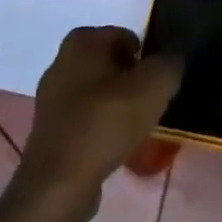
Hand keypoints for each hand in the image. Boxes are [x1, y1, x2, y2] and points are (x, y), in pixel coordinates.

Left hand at [14, 27, 182, 221]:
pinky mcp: (50, 129)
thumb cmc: (106, 121)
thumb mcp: (154, 85)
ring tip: (137, 130)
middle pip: (112, 65)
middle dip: (133, 82)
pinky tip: (116, 147)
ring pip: (100, 93)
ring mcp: (52, 97)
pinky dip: (103, 128)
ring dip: (119, 107)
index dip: (148, 60)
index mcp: (82, 40)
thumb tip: (172, 61)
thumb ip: (169, 64)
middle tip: (151, 105)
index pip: (128, 37)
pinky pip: (87, 119)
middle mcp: (62, 60)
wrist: (59, 184)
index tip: (158, 85)